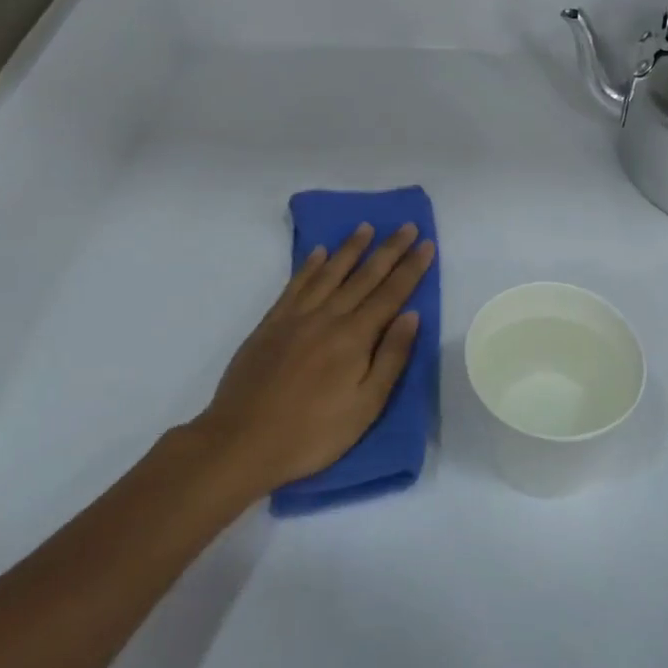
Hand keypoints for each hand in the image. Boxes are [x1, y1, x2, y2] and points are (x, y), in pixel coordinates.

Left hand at [199, 223, 434, 495]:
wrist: (241, 441)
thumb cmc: (312, 433)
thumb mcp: (365, 407)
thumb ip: (390, 358)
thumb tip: (411, 315)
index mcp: (354, 338)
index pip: (391, 294)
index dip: (411, 268)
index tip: (426, 244)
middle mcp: (327, 317)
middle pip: (364, 276)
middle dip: (388, 250)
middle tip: (406, 225)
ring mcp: (296, 317)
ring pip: (329, 273)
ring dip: (350, 248)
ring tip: (366, 227)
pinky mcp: (270, 324)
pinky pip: (295, 285)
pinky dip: (309, 266)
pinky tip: (319, 253)